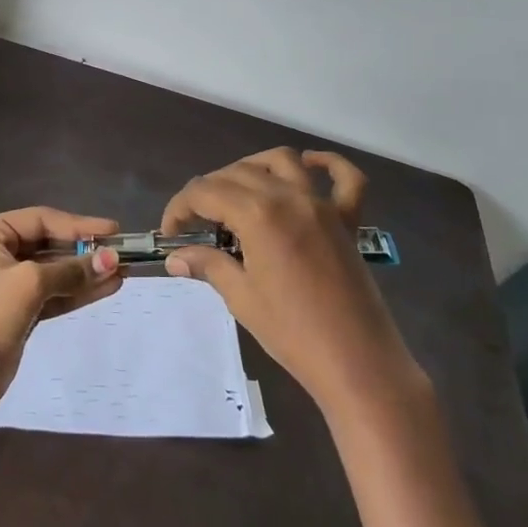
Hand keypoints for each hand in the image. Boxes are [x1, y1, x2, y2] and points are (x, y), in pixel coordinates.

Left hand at [0, 207, 122, 416]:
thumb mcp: (29, 285)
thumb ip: (71, 271)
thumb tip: (111, 259)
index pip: (41, 220)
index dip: (79, 225)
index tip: (113, 230)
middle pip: (48, 243)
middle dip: (84, 251)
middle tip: (122, 253)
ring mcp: (6, 282)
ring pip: (53, 271)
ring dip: (85, 272)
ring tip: (122, 272)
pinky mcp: (17, 309)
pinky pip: (51, 293)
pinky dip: (76, 291)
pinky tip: (106, 288)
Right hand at [161, 148, 422, 412]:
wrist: (357, 364)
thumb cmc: (292, 333)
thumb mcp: (241, 297)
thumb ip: (208, 265)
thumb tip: (175, 258)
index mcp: (258, 214)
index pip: (205, 192)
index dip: (180, 208)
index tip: (170, 233)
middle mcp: (289, 197)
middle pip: (237, 173)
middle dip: (208, 191)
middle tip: (196, 223)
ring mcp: (322, 205)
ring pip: (281, 162)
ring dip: (252, 168)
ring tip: (236, 193)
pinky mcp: (348, 221)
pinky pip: (345, 178)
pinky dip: (327, 164)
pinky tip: (308, 165)